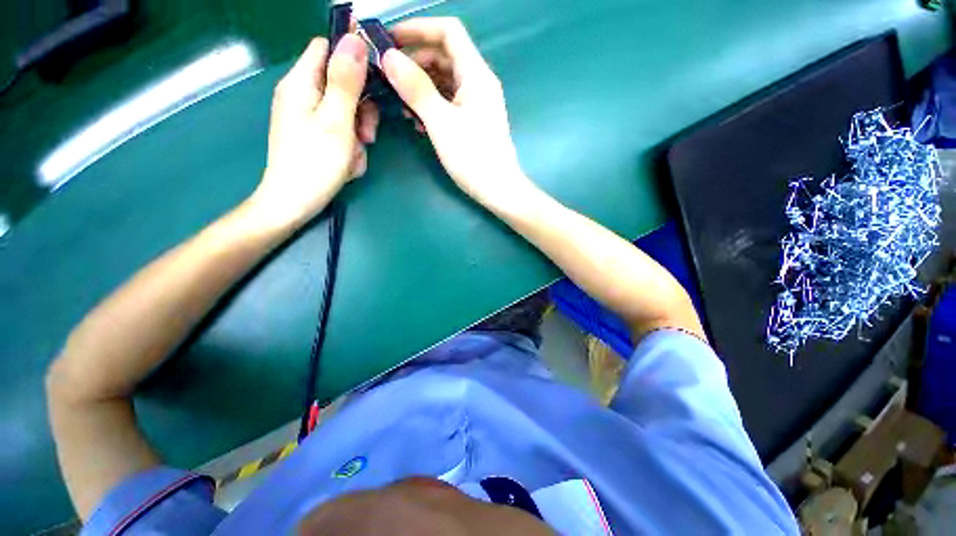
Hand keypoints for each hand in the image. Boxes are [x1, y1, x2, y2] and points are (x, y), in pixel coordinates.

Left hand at [251, 34, 379, 225]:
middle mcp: (302, 94)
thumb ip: (345, 81)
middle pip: (341, 84)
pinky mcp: (314, 135)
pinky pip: (340, 131)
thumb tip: (355, 39)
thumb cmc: (315, 163)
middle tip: (368, 136)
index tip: (376, 82)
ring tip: (355, 157)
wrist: (294, 203)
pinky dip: (349, 146)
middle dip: (361, 110)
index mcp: (301, 83)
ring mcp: (307, 117)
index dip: (353, 59)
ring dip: (358, 134)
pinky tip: (348, 163)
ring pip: (345, 112)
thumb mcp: (336, 121)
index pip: (327, 49)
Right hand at [382, 18, 531, 207]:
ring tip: (401, 104)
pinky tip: (418, 120)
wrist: (498, 190)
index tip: (390, 40)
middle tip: (389, 78)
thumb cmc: (473, 158)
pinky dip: (432, 104)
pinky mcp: (474, 121)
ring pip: (445, 81)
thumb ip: (416, 88)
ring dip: (421, 87)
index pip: (448, 32)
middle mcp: (479, 83)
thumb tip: (389, 57)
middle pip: (444, 56)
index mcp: (476, 75)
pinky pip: (449, 102)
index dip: (418, 29)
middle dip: (415, 62)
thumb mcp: (441, 123)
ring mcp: (477, 103)